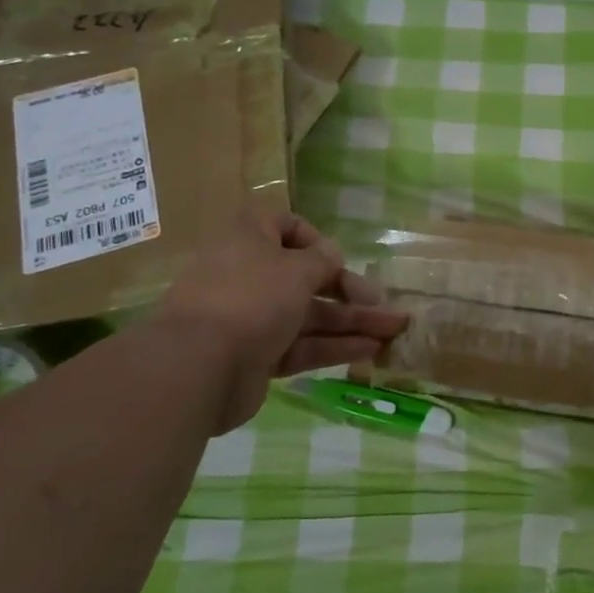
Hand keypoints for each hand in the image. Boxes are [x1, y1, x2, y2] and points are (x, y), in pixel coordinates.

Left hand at [150, 211, 406, 423]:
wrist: (199, 366)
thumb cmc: (251, 298)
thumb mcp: (297, 269)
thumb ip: (323, 261)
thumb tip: (332, 256)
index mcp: (249, 240)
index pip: (283, 226)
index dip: (314, 239)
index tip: (337, 258)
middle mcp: (249, 275)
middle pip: (305, 277)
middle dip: (349, 290)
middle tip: (383, 303)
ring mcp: (251, 318)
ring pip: (309, 315)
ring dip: (352, 321)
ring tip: (394, 330)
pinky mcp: (257, 356)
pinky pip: (302, 345)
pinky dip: (335, 346)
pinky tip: (371, 350)